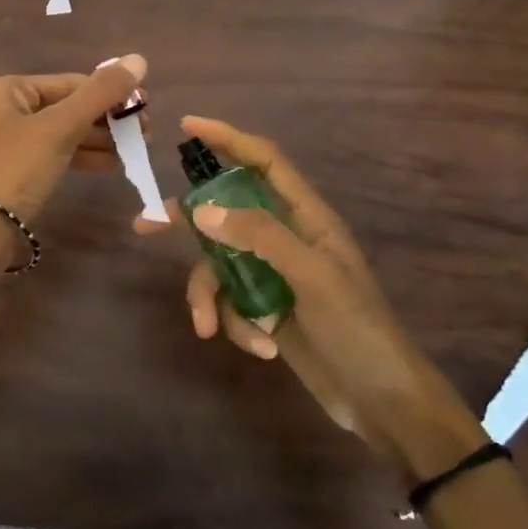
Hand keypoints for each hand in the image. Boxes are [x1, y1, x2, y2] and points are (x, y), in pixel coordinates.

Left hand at [0, 55, 147, 232]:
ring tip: (136, 150)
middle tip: (145, 134)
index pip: (70, 83)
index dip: (111, 94)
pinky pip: (53, 153)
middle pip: (67, 106)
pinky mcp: (13, 169)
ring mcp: (6, 141)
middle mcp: (3, 108)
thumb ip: (100, 94)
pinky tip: (112, 164)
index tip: (146, 109)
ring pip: (62, 132)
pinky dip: (81, 156)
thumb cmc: (15, 171)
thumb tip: (138, 59)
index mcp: (6, 89)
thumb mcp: (60, 128)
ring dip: (99, 140)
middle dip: (107, 120)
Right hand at [137, 116, 482, 480]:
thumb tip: (201, 210)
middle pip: (225, 213)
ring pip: (219, 266)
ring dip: (211, 297)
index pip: (264, 161)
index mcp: (307, 217)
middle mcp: (286, 239)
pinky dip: (235, 324)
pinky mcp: (265, 310)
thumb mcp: (312, 276)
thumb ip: (259, 236)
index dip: (228, 138)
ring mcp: (273, 276)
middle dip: (188, 223)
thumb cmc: (358, 329)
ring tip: (209, 326)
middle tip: (145, 225)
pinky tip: (261, 348)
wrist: (382, 402)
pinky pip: (230, 303)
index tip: (189, 126)